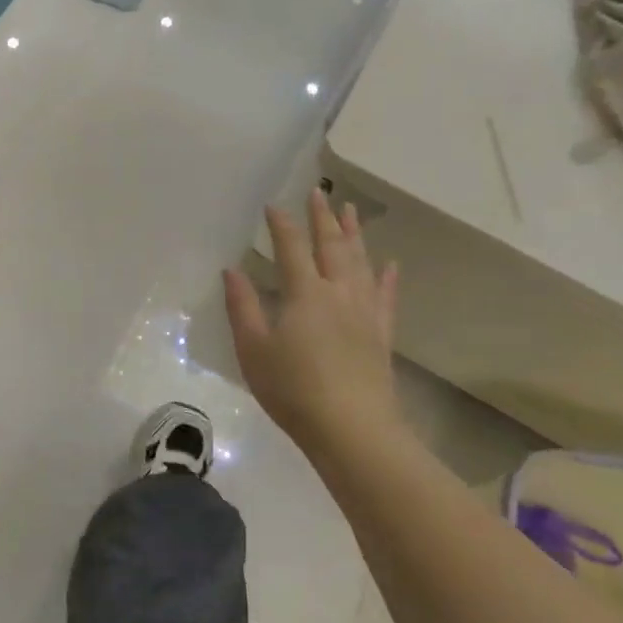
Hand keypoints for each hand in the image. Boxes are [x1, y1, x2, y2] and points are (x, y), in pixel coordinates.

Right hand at [223, 191, 399, 450]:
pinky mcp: (381, 334)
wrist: (352, 430)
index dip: (282, 225)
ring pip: (360, 263)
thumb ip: (242, 307)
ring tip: (350, 210)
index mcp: (304, 294)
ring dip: (354, 234)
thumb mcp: (253, 349)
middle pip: (331, 246)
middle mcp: (338, 293)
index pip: (292, 248)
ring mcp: (364, 312)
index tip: (273, 205)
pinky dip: (387, 277)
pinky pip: (386, 296)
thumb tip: (232, 270)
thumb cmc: (293, 390)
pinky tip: (390, 264)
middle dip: (322, 218)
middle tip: (318, 192)